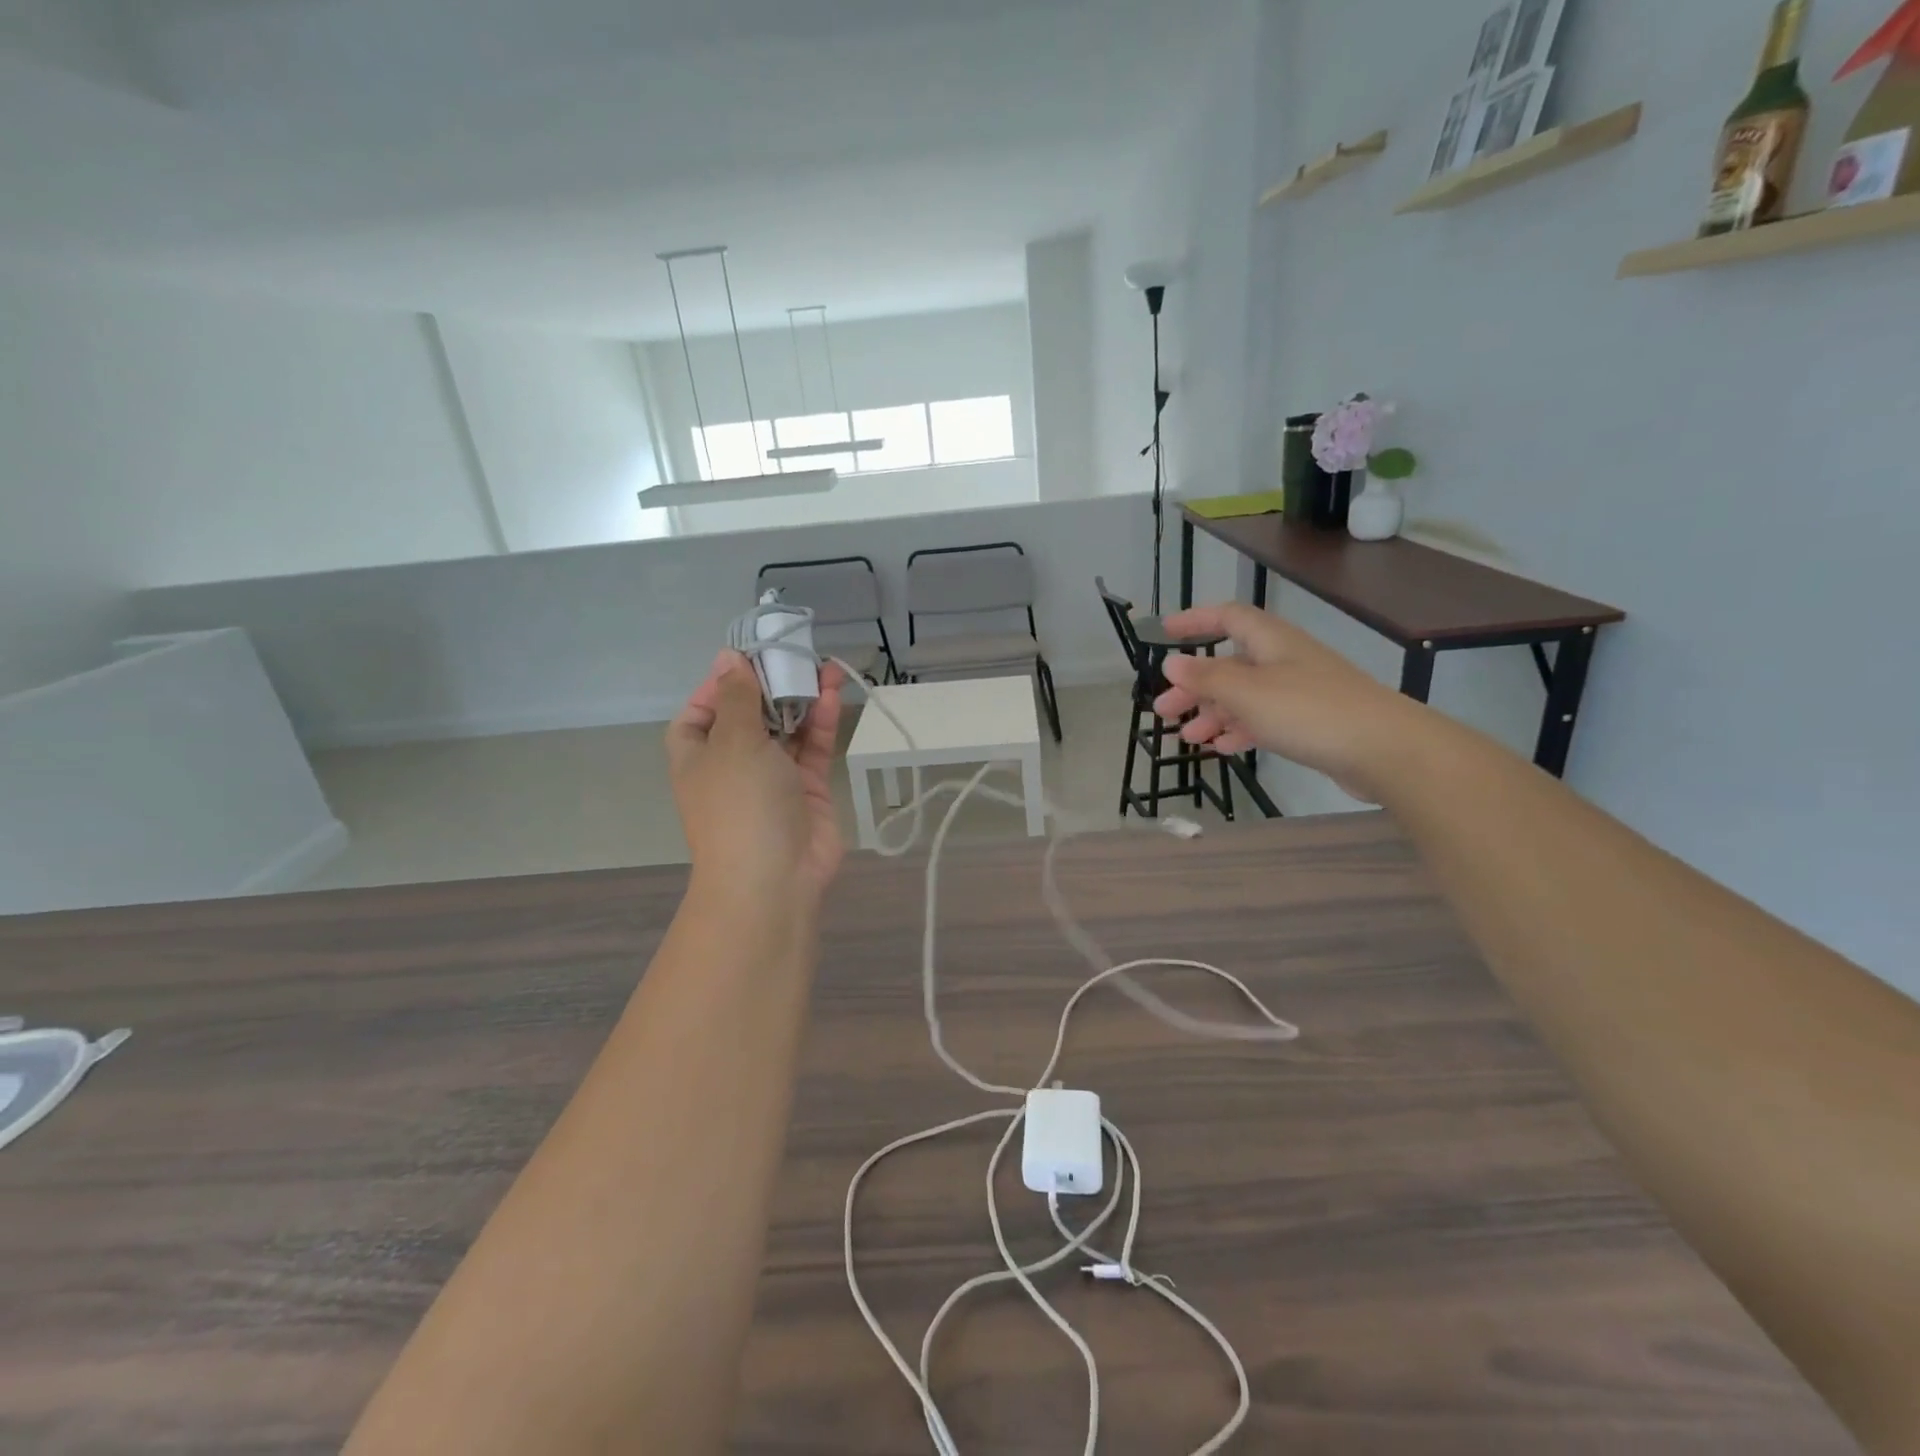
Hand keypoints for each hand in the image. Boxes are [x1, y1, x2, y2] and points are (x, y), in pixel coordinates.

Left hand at [667, 651, 847, 907]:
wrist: (774, 879)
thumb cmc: (740, 804)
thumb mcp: (733, 741)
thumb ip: (737, 696)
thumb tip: (727, 657)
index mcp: (698, 754)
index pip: (701, 711)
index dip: (720, 683)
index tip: (747, 658)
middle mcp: (733, 763)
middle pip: (750, 714)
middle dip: (771, 684)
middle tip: (795, 653)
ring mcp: (772, 777)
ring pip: (787, 728)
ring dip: (802, 698)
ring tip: (823, 665)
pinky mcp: (807, 789)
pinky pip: (813, 747)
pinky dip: (821, 722)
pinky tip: (833, 694)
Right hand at [1155, 604, 1426, 799]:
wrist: (1384, 749)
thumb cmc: (1309, 711)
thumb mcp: (1247, 693)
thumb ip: (1206, 677)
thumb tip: (1171, 662)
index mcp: (1271, 641)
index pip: (1227, 617)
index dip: (1195, 621)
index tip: (1164, 633)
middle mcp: (1284, 660)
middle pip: (1229, 663)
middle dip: (1194, 685)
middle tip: (1164, 710)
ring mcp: (1299, 692)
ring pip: (1244, 696)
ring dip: (1212, 714)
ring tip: (1188, 739)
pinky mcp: (1310, 722)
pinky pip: (1264, 720)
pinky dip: (1239, 731)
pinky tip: (1222, 748)